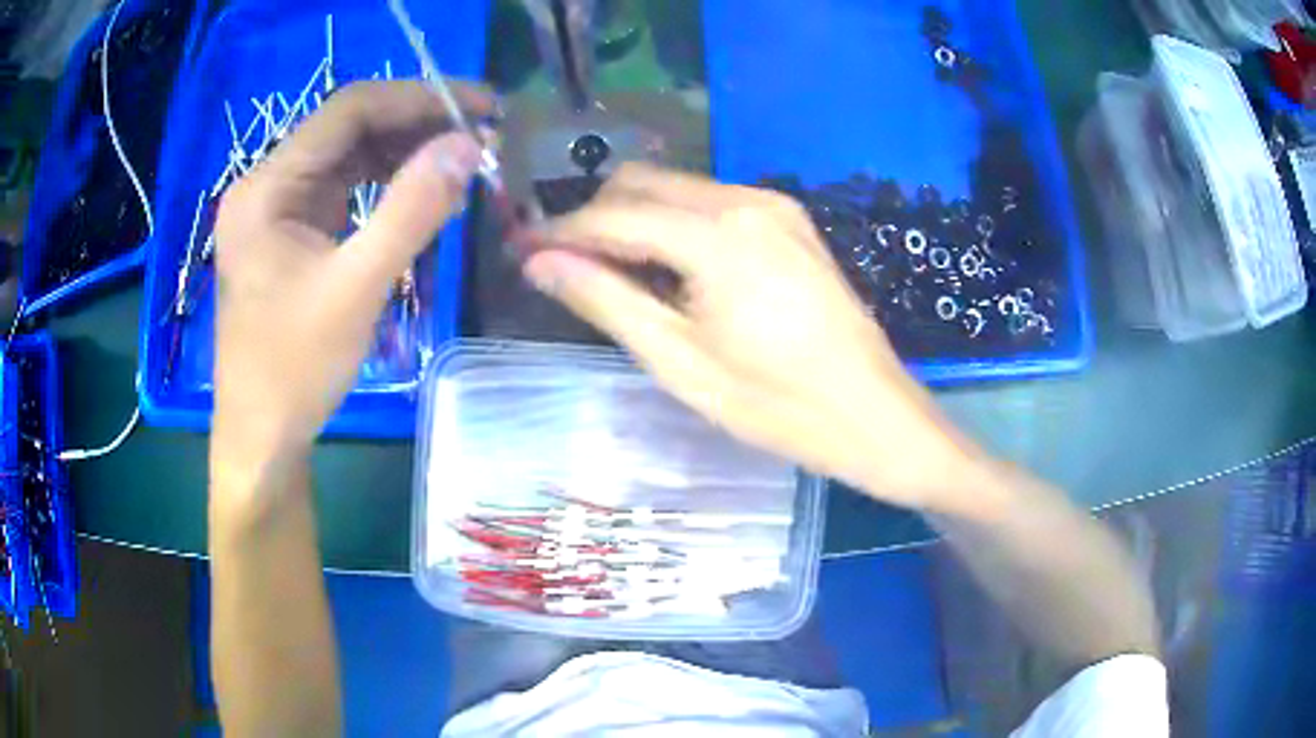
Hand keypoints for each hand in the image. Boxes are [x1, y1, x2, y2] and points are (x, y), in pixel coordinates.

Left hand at [210, 81, 488, 489]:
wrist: (262, 436)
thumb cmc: (295, 369)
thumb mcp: (356, 289)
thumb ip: (412, 210)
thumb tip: (469, 145)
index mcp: (268, 187)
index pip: (348, 110)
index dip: (418, 98)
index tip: (481, 106)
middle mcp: (269, 184)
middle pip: (349, 129)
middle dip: (417, 125)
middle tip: (482, 135)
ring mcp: (279, 209)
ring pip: (350, 157)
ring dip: (405, 154)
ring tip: (462, 161)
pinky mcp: (292, 233)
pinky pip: (345, 191)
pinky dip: (386, 187)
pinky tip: (422, 195)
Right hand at [521, 164, 985, 513]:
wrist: (875, 416)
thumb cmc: (778, 406)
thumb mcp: (680, 361)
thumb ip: (605, 300)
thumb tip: (539, 261)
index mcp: (716, 235)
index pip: (613, 213)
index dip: (560, 230)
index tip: (521, 251)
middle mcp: (745, 200)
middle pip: (643, 183)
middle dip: (595, 219)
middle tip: (566, 269)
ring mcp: (774, 206)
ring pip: (677, 191)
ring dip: (634, 222)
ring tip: (616, 280)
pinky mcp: (790, 222)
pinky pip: (712, 207)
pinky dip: (675, 228)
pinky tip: (673, 276)